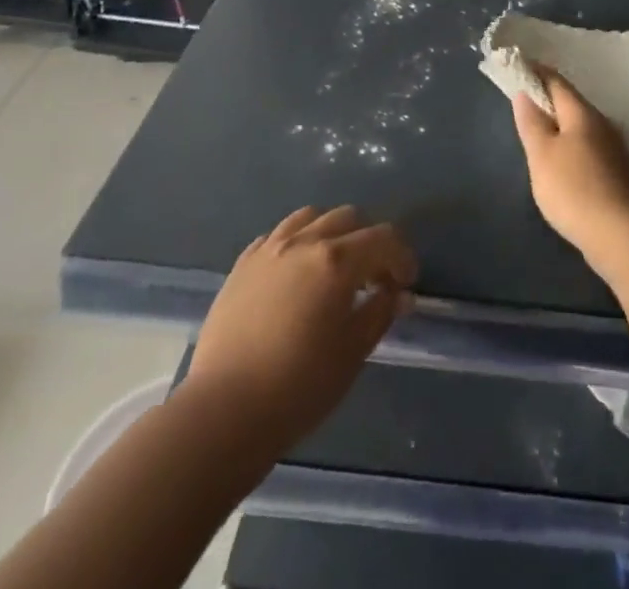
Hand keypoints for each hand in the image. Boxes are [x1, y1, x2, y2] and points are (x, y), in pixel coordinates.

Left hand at [181, 205, 416, 449]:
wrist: (223, 412)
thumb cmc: (299, 386)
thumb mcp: (352, 352)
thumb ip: (380, 313)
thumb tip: (399, 294)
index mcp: (338, 260)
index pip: (383, 238)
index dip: (402, 257)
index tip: (405, 284)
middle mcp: (305, 241)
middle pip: (349, 218)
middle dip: (368, 241)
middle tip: (372, 276)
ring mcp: (270, 249)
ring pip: (311, 217)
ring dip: (331, 233)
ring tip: (332, 266)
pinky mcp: (242, 265)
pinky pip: (277, 236)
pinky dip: (296, 243)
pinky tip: (295, 273)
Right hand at [512, 70, 628, 261]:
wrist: (620, 234)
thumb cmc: (573, 189)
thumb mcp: (541, 155)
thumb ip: (531, 122)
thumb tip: (525, 93)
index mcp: (582, 113)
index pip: (556, 82)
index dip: (536, 72)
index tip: (519, 67)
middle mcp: (602, 123)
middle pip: (571, 103)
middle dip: (549, 100)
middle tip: (525, 102)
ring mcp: (614, 148)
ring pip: (582, 127)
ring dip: (561, 125)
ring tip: (540, 133)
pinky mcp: (618, 172)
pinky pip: (589, 147)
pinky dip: (572, 145)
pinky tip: (564, 162)